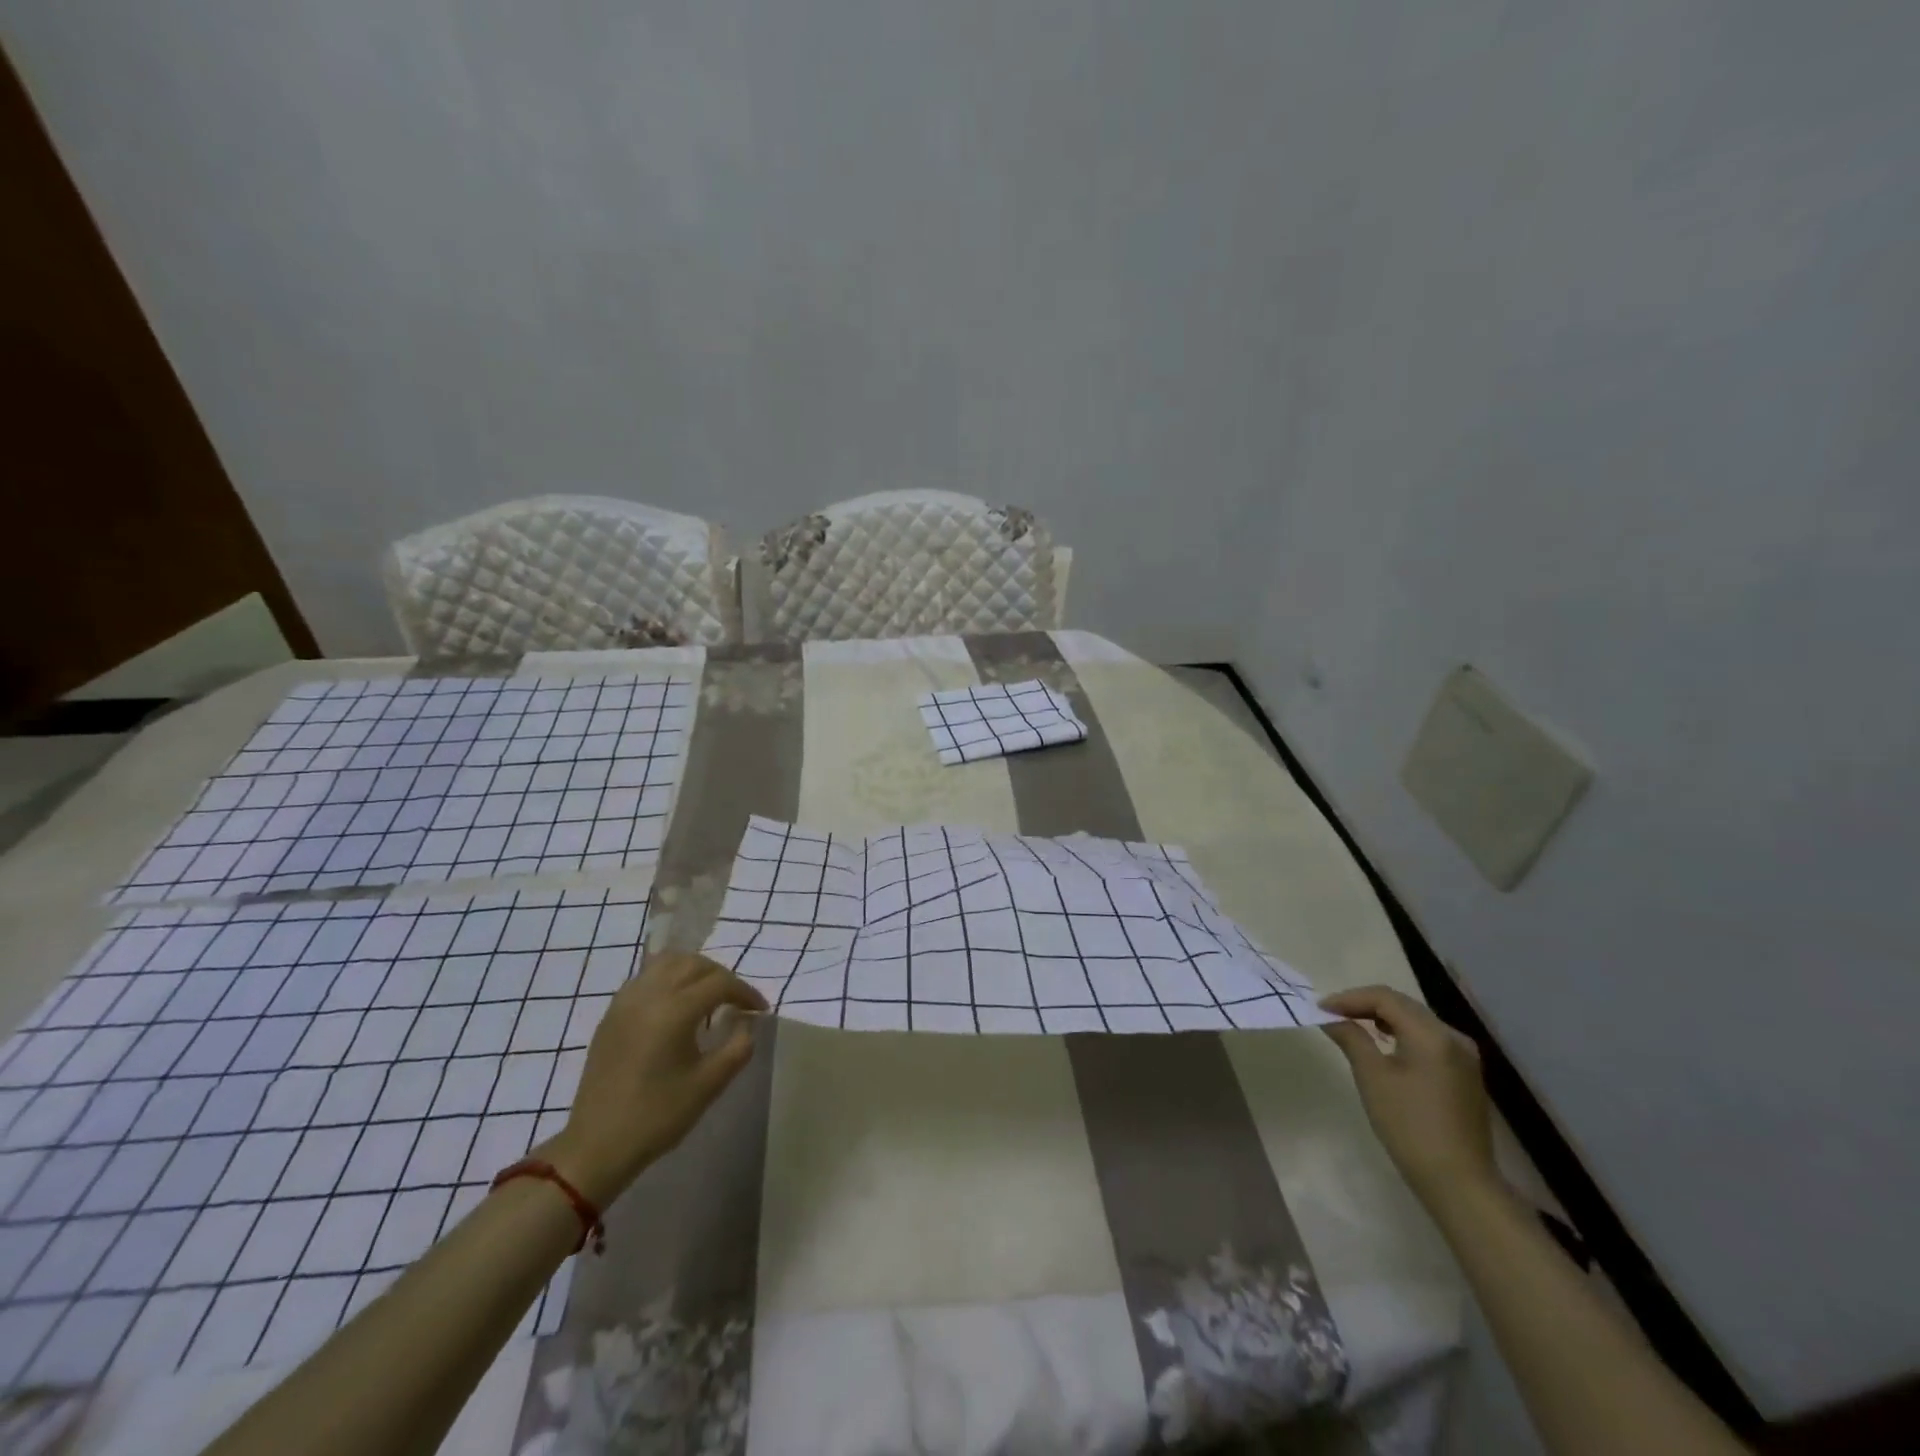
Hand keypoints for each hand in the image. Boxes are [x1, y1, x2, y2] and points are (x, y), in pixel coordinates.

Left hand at [539, 952, 767, 1205]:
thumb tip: (746, 1024)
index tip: (759, 1010)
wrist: (597, 1146)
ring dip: (693, 970)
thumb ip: (738, 1048)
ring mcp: (626, 1001)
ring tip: (707, 995)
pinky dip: (668, 977)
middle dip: (721, 977)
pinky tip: (675, 1003)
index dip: (745, 992)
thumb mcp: (709, 1085)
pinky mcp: (612, 1014)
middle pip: (694, 964)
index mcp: (674, 1010)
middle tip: (736, 1001)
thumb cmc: (657, 1116)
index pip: (720, 983)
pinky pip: (645, 977)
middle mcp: (649, 994)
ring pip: (667, 962)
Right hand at [1319, 985, 1498, 1205]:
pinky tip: (1384, 1044)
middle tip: (1332, 1014)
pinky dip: (1401, 1033)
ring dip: (1382, 1017)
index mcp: (1432, 1034)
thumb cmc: (1409, 1125)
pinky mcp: (1465, 1073)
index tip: (1320, 1008)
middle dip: (1365, 1004)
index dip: (1349, 998)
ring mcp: (1464, 1055)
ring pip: (1416, 1020)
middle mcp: (1453, 1036)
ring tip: (1353, 1025)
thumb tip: (1330, 1017)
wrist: (1458, 1182)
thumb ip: (1351, 1037)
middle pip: (1403, 1005)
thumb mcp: (1372, 1077)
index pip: (1385, 998)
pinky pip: (1428, 1038)